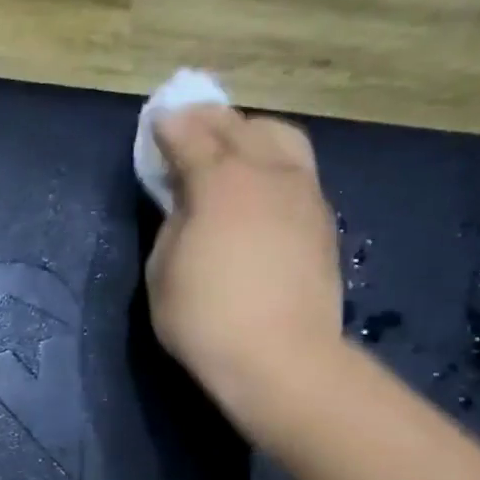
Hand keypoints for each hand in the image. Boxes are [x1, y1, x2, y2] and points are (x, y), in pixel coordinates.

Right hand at [145, 104, 343, 440]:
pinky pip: (297, 169)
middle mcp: (268, 173)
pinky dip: (273, 162)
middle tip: (188, 125)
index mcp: (221, 182)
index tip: (157, 121)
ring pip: (281, 138)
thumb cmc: (204, 318)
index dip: (170, 127)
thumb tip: (186, 202)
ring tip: (231, 147)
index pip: (191, 137)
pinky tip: (259, 185)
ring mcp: (304, 193)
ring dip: (249, 133)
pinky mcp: (323, 219)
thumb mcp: (162, 270)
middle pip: (239, 126)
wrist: (279, 358)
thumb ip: (173, 222)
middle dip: (209, 120)